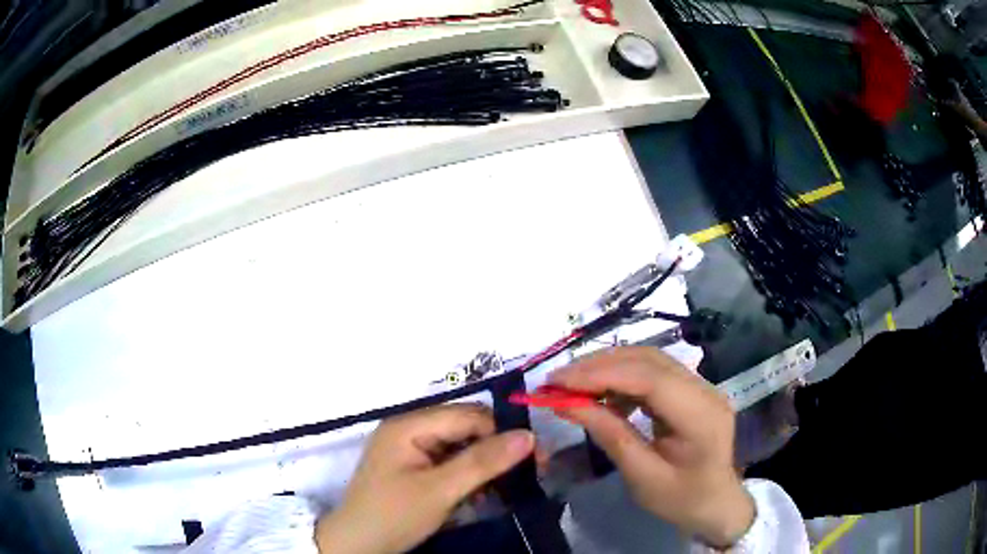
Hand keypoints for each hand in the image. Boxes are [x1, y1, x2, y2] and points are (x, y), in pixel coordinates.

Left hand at [315, 404, 534, 553]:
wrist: (357, 545)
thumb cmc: (394, 515)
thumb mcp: (440, 491)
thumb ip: (482, 462)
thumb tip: (528, 436)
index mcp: (409, 425)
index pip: (467, 416)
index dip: (502, 433)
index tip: (536, 456)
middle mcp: (408, 430)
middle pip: (463, 429)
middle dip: (495, 449)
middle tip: (528, 473)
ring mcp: (409, 450)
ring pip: (459, 447)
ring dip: (483, 466)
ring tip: (505, 488)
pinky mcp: (411, 469)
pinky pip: (448, 463)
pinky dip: (467, 477)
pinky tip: (480, 495)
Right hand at [548, 347, 754, 548]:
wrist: (717, 504)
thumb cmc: (681, 500)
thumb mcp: (641, 476)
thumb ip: (609, 435)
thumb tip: (566, 404)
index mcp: (700, 416)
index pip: (649, 378)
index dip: (601, 373)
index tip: (557, 382)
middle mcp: (705, 389)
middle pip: (648, 360)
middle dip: (598, 365)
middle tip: (556, 381)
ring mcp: (701, 385)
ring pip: (649, 360)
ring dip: (608, 367)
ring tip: (572, 385)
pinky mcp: (692, 389)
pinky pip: (653, 372)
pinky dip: (622, 377)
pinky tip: (603, 395)